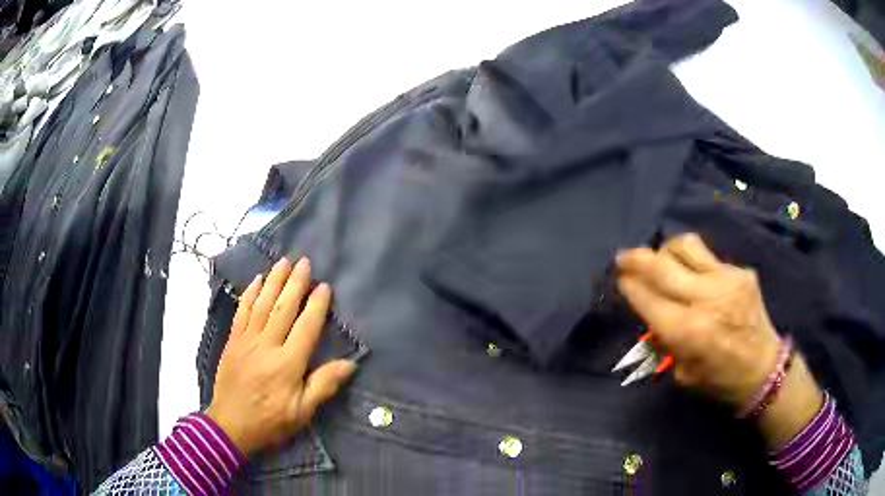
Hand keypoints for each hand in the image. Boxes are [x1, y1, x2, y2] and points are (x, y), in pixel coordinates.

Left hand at [205, 258, 356, 455]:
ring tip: (283, 261)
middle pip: (283, 308)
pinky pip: (242, 311)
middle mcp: (267, 345)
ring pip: (262, 304)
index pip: (306, 328)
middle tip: (304, 262)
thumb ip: (323, 385)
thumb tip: (350, 364)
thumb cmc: (270, 421)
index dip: (316, 306)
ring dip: (274, 281)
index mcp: (287, 364)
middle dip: (295, 283)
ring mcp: (247, 340)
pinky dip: (249, 294)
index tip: (324, 286)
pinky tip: (257, 280)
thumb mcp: (302, 412)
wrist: (231, 424)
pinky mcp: (233, 341)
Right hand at [616, 234, 822, 447]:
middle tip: (623, 257)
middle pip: (661, 265)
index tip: (618, 278)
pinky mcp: (740, 272)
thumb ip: (664, 339)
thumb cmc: (719, 380)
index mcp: (688, 332)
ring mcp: (725, 280)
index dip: (628, 285)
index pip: (647, 297)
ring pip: (685, 246)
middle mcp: (705, 300)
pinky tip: (692, 273)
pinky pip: (707, 256)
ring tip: (660, 258)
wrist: (763, 368)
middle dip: (635, 259)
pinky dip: (692, 261)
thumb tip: (650, 309)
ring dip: (665, 250)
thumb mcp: (682, 372)